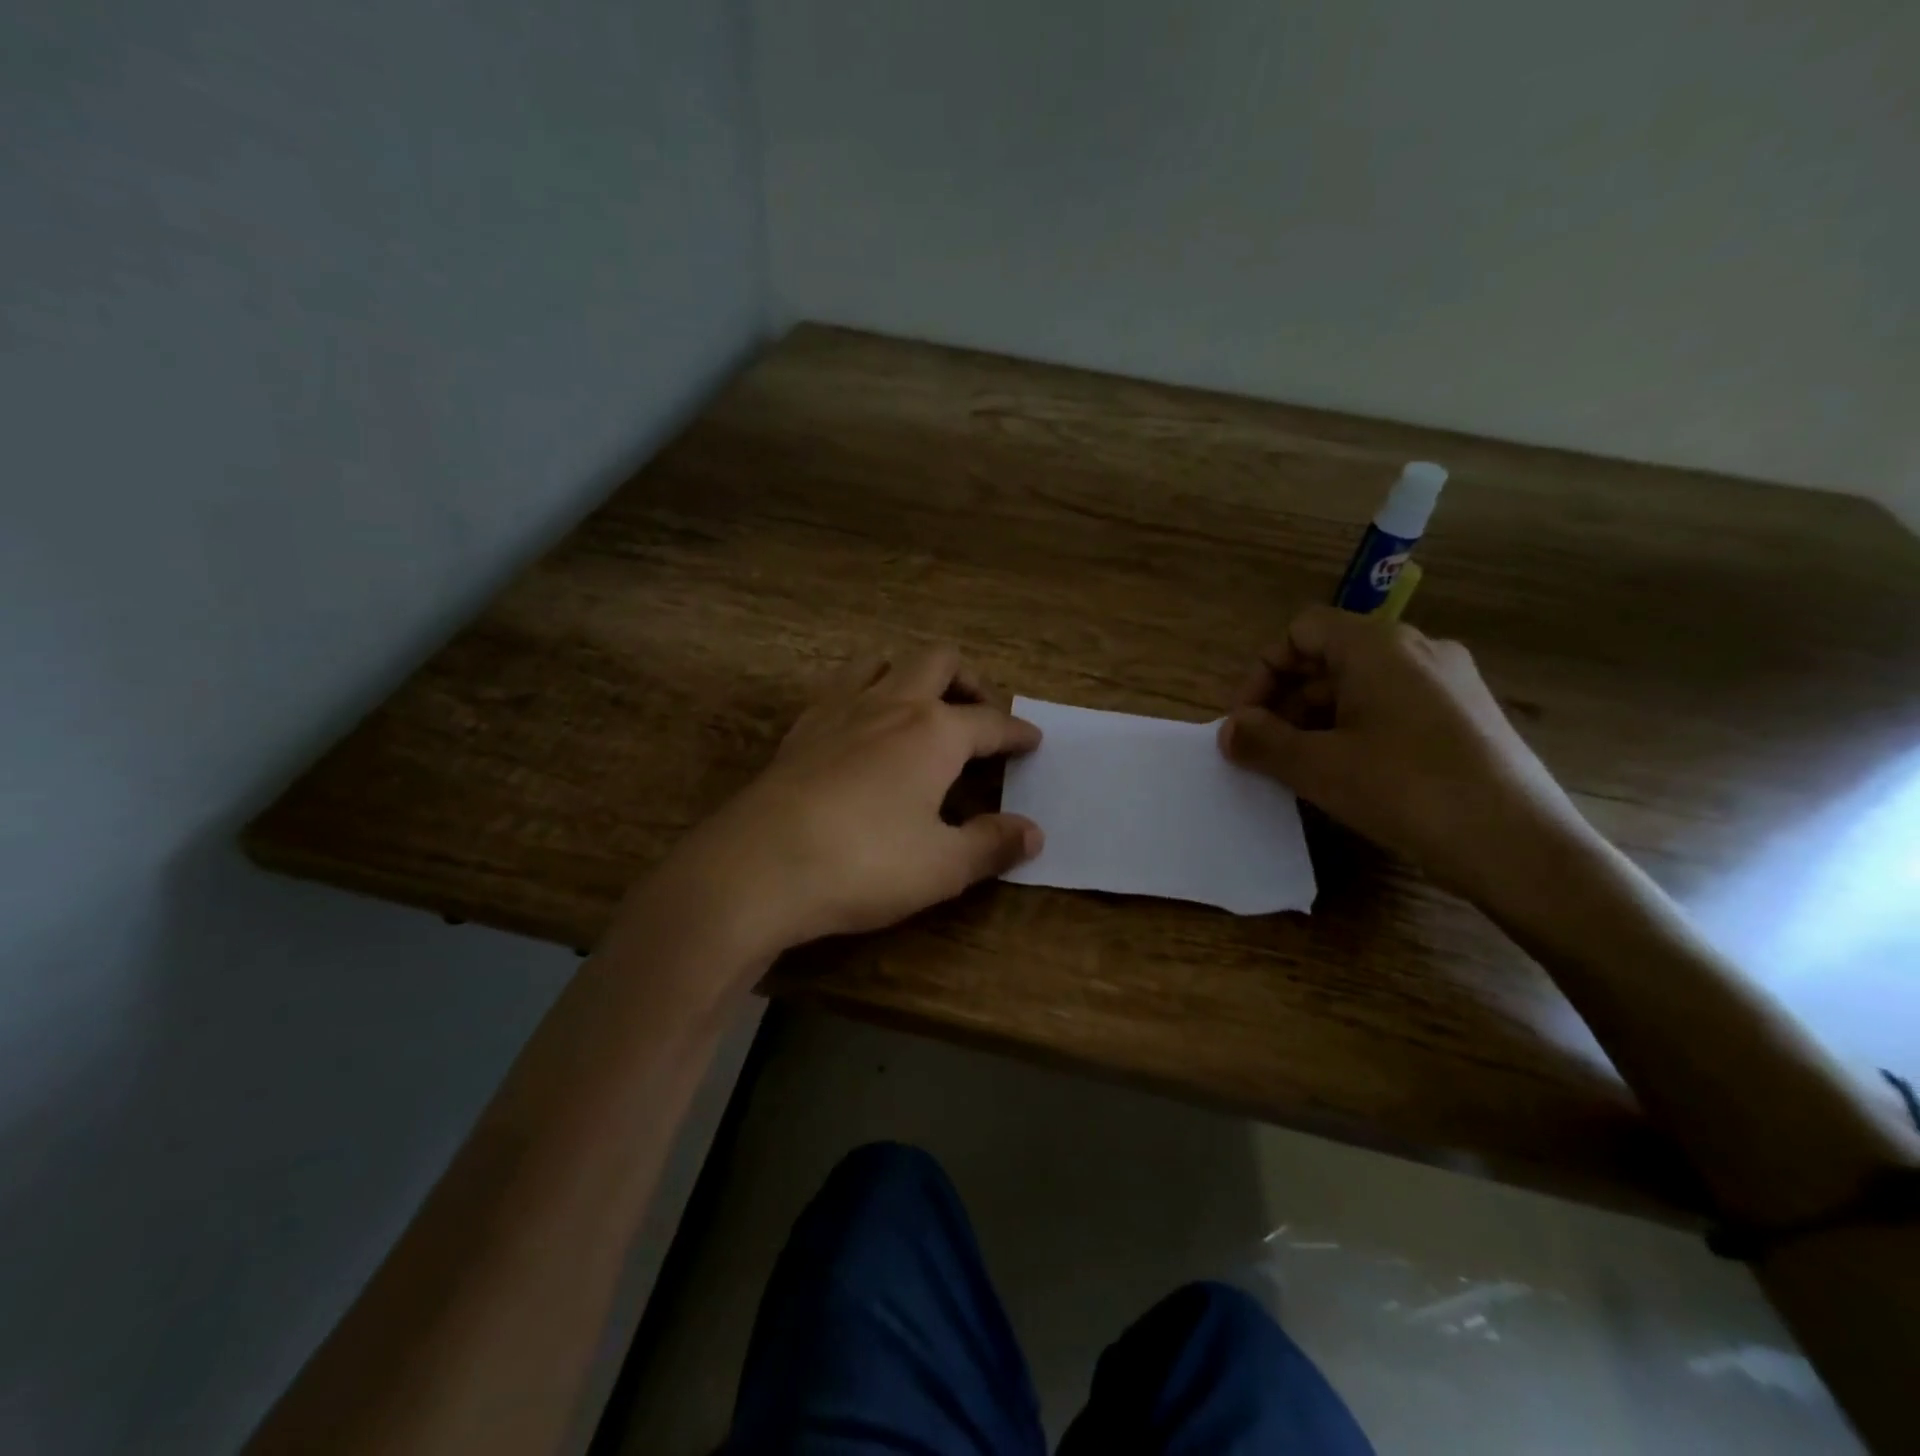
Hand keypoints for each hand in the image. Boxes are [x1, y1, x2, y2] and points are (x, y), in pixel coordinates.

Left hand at [654, 646, 1043, 960]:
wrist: (758, 866)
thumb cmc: (864, 864)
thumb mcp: (942, 866)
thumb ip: (992, 844)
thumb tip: (1033, 832)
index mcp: (934, 731)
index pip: (990, 721)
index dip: (1016, 731)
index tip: (1032, 740)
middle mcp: (890, 703)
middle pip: (938, 661)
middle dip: (967, 681)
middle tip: (977, 716)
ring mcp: (840, 709)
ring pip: (883, 661)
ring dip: (911, 674)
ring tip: (921, 709)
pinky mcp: (802, 728)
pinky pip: (841, 686)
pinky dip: (866, 692)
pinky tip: (863, 728)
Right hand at [1219, 605, 1594, 902]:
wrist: (1519, 846)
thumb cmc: (1406, 790)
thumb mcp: (1318, 767)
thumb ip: (1262, 741)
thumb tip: (1229, 730)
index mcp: (1378, 646)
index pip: (1301, 630)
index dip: (1262, 671)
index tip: (1245, 721)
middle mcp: (1418, 650)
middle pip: (1331, 657)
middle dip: (1286, 700)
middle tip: (1266, 749)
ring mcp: (1450, 683)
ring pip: (1362, 685)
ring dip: (1318, 719)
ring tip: (1302, 768)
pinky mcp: (1468, 717)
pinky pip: (1395, 707)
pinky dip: (1357, 730)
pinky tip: (1351, 776)